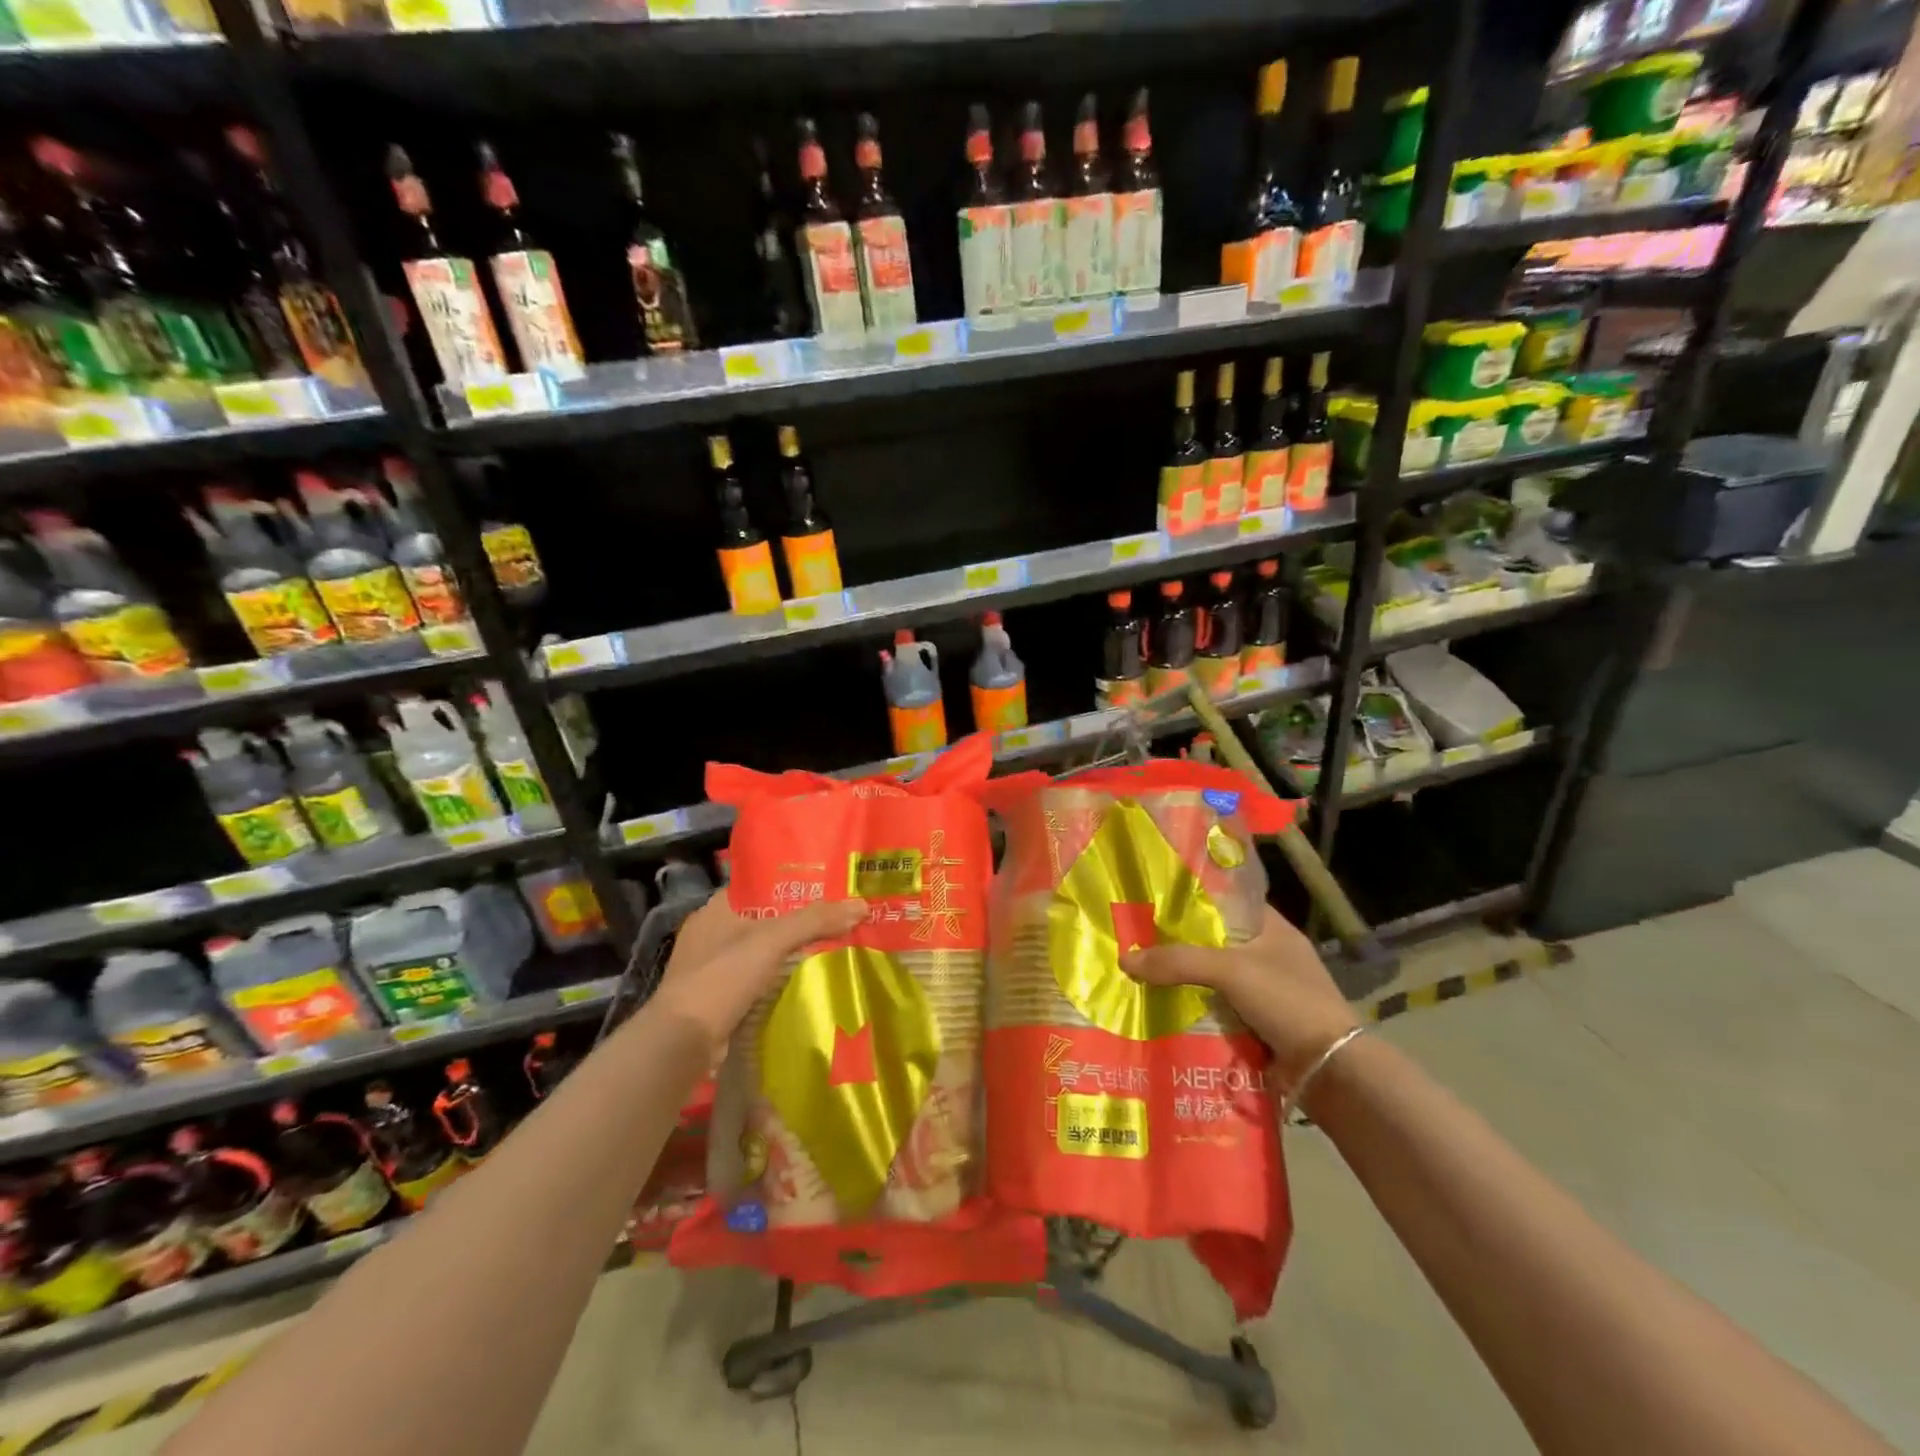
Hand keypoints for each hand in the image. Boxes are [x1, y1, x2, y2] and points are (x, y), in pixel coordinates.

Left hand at [651, 894, 868, 1057]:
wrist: (681, 1043)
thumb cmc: (722, 978)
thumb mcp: (771, 941)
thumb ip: (815, 921)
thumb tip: (861, 905)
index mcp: (716, 910)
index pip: (758, 886)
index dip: (790, 883)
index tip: (825, 885)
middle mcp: (710, 934)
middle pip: (763, 919)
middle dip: (796, 921)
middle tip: (836, 917)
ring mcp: (710, 969)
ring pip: (760, 952)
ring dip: (788, 953)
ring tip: (830, 947)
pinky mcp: (716, 1000)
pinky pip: (756, 981)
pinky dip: (777, 980)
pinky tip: (805, 982)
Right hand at [1121, 906, 1359, 1091]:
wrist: (1331, 1071)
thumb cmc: (1288, 1001)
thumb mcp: (1230, 970)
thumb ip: (1178, 961)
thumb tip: (1125, 959)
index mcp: (1272, 928)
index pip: (1226, 901)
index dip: (1192, 899)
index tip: (1154, 901)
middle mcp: (1269, 955)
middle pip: (1213, 942)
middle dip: (1178, 946)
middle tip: (1136, 942)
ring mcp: (1266, 993)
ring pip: (1213, 980)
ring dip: (1184, 983)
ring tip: (1139, 977)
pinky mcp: (1260, 1025)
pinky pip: (1218, 1011)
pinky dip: (1195, 1013)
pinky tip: (1162, 1012)